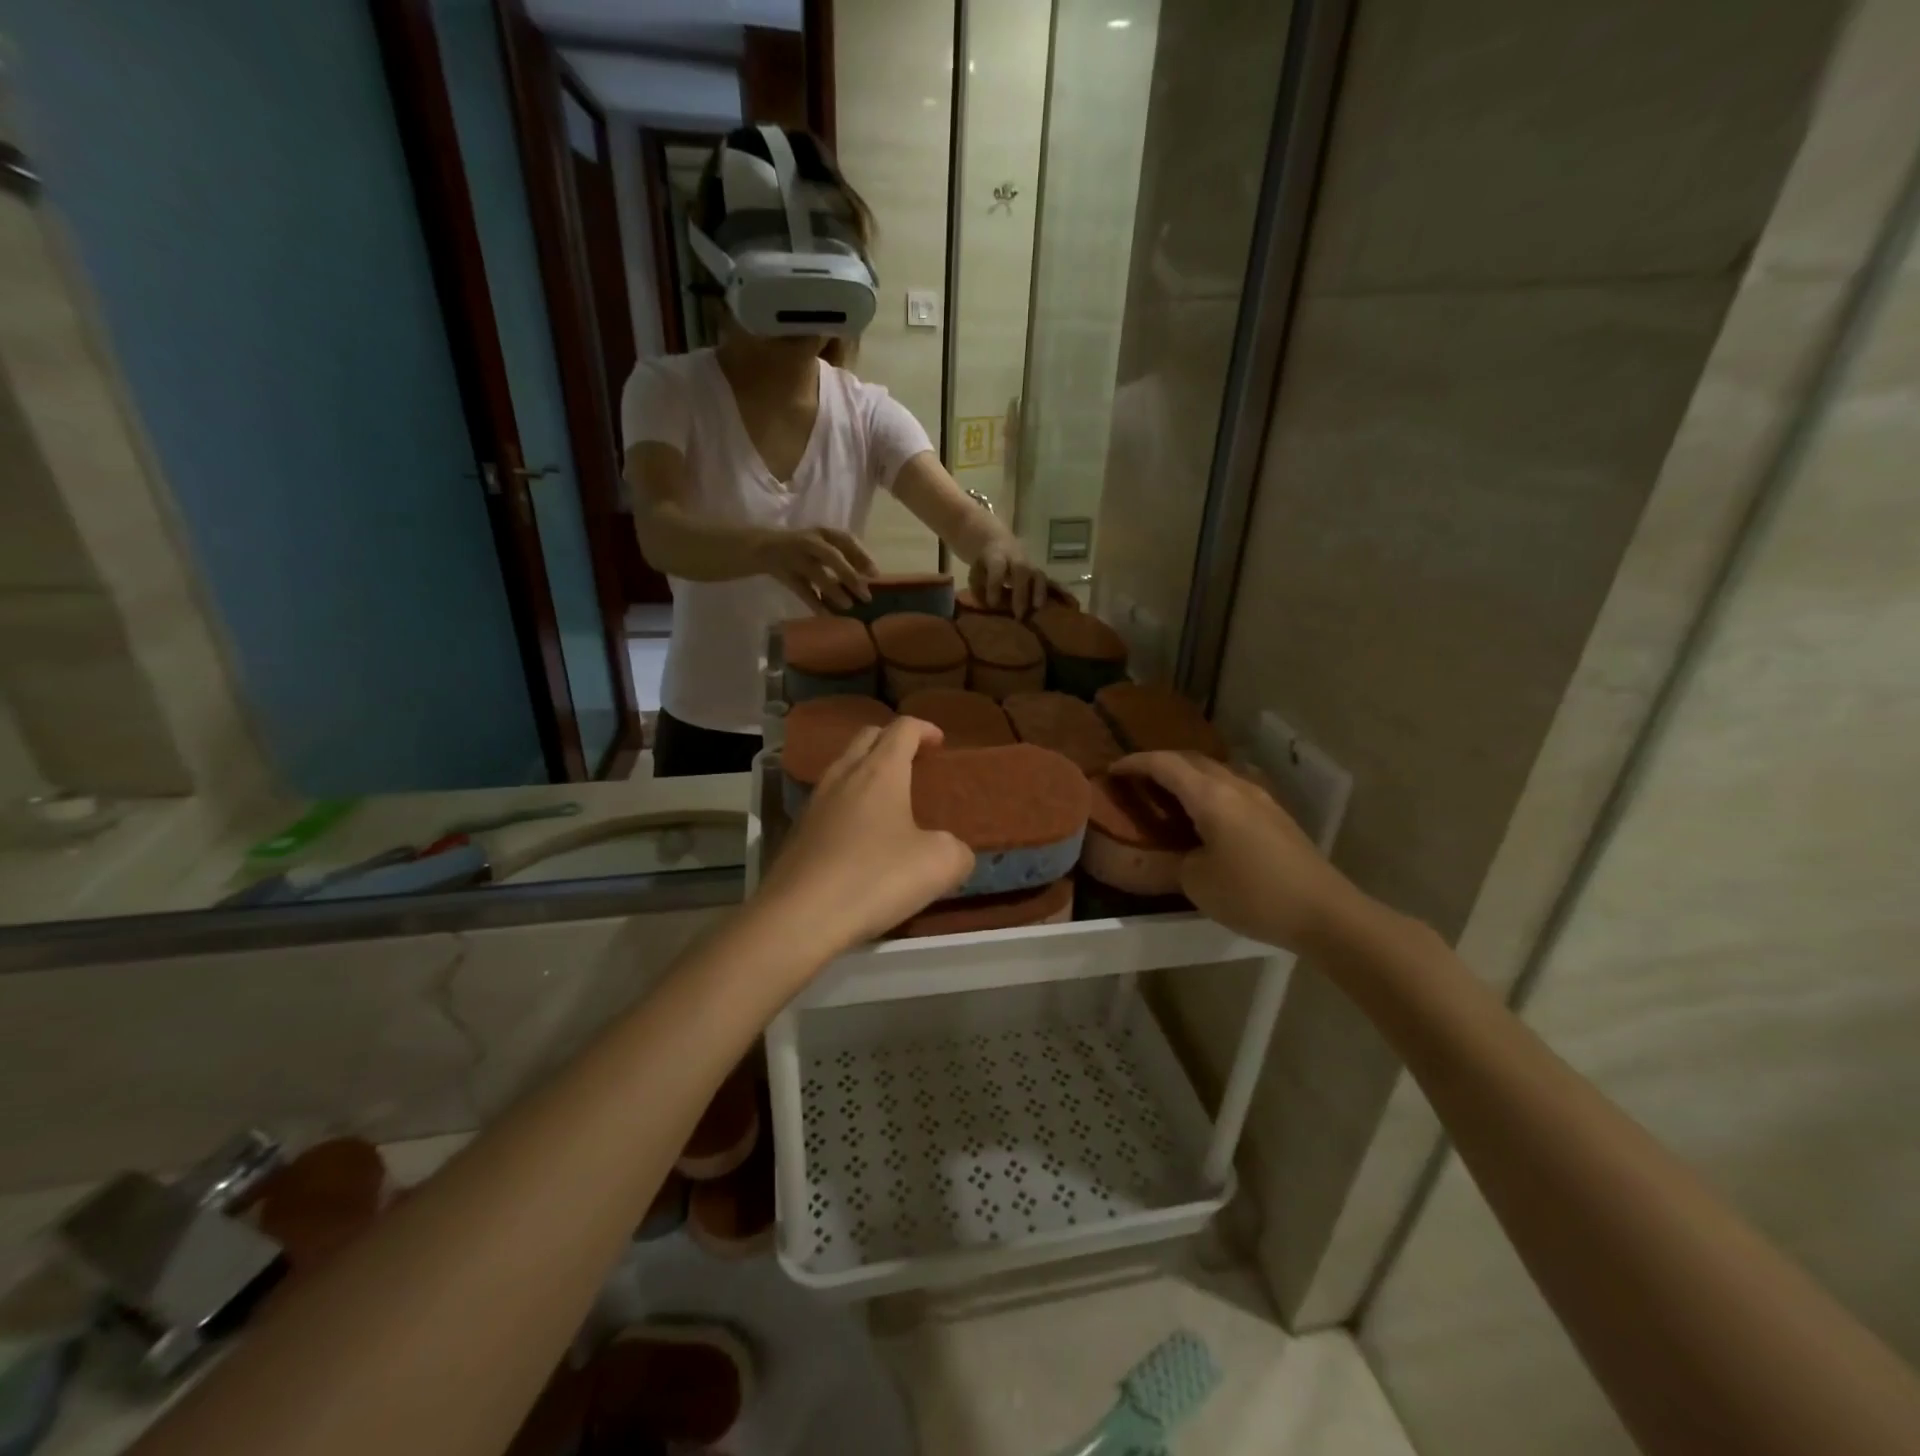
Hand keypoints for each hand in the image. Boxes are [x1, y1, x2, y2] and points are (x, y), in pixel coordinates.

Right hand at [756, 527, 877, 612]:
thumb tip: (870, 576)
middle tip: (866, 595)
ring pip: (816, 574)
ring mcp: (794, 557)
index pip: (845, 539)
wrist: (761, 547)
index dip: (861, 555)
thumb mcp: (821, 544)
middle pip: (831, 556)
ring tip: (849, 606)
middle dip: (849, 575)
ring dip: (833, 590)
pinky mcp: (783, 573)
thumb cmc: (802, 547)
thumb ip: (843, 556)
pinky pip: (801, 590)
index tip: (874, 574)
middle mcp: (809, 542)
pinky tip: (826, 615)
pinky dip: (814, 603)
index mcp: (822, 532)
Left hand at [756, 718, 974, 952]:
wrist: (799, 917)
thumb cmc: (875, 878)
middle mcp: (843, 775)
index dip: (925, 729)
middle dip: (892, 740)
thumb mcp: (939, 865)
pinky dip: (849, 802)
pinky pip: (828, 801)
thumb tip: (954, 851)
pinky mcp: (797, 831)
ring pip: (843, 767)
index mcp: (880, 771)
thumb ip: (957, 850)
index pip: (903, 728)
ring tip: (888, 798)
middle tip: (914, 761)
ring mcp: (815, 802)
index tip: (940, 742)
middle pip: (867, 737)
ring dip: (867, 770)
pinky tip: (860, 834)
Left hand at [968, 540, 1050, 618]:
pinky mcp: (1038, 571)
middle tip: (1018, 614)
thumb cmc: (985, 565)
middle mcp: (1015, 557)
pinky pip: (1046, 581)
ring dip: (1038, 592)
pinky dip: (1047, 593)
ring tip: (1036, 609)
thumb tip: (987, 607)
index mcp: (996, 555)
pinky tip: (1046, 607)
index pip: (997, 568)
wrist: (999, 544)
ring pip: (1038, 574)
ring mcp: (1029, 563)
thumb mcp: (975, 573)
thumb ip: (979, 589)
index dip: (995, 586)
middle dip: (1020, 593)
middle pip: (1022, 570)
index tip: (993, 604)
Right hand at [1112, 751, 1365, 954]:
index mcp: (1211, 795)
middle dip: (1160, 763)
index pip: (1164, 764)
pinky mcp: (1275, 815)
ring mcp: (1260, 798)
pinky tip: (1204, 813)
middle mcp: (1236, 785)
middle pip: (1191, 760)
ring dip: (1187, 775)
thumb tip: (1169, 852)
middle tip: (1136, 780)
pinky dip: (1208, 790)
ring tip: (1167, 794)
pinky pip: (1232, 788)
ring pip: (1215, 771)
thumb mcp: (1196, 882)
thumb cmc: (1252, 894)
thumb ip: (1172, 859)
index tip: (1112, 770)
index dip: (1135, 763)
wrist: (1323, 912)